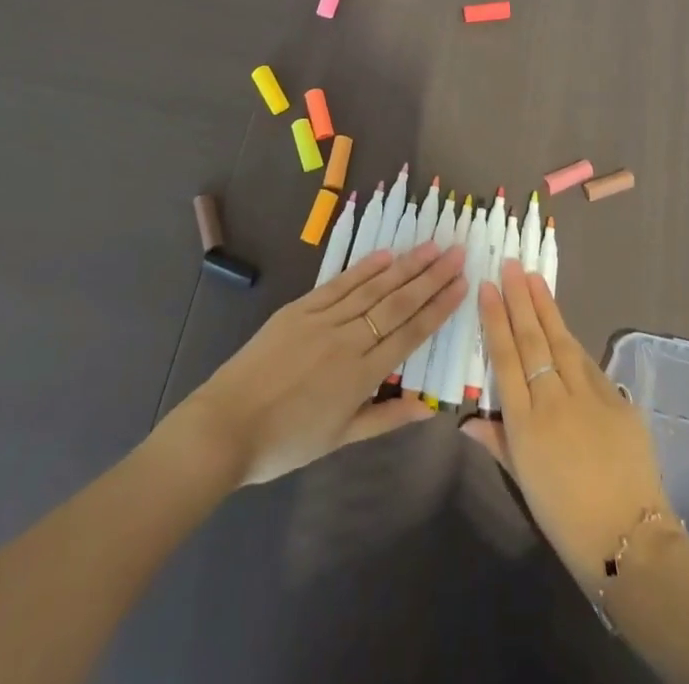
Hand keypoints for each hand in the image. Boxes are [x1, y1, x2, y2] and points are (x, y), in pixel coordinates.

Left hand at [171, 240, 466, 486]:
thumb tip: (427, 406)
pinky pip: (339, 284)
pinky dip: (364, 268)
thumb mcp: (339, 439)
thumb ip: (385, 418)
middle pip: (398, 302)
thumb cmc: (284, 442)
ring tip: (431, 245)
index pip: (411, 333)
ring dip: (405, 265)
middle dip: (431, 276)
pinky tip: (385, 255)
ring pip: (373, 287)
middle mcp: (349, 339)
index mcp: (362, 374)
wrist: (225, 426)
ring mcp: (323, 319)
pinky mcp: (300, 308)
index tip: (462, 284)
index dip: (439, 307)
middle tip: (457, 251)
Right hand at [460, 259, 674, 587]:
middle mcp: (554, 400)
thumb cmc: (566, 519)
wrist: (630, 540)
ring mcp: (589, 395)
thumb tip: (467, 420)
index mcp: (526, 423)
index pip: (506, 358)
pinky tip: (563, 324)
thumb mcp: (524, 483)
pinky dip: (573, 340)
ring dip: (546, 307)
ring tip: (534, 278)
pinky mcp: (617, 399)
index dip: (496, 320)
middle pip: (533, 339)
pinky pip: (589, 363)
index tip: (488, 287)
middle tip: (511, 264)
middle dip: (520, 299)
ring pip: (562, 341)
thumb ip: (497, 443)